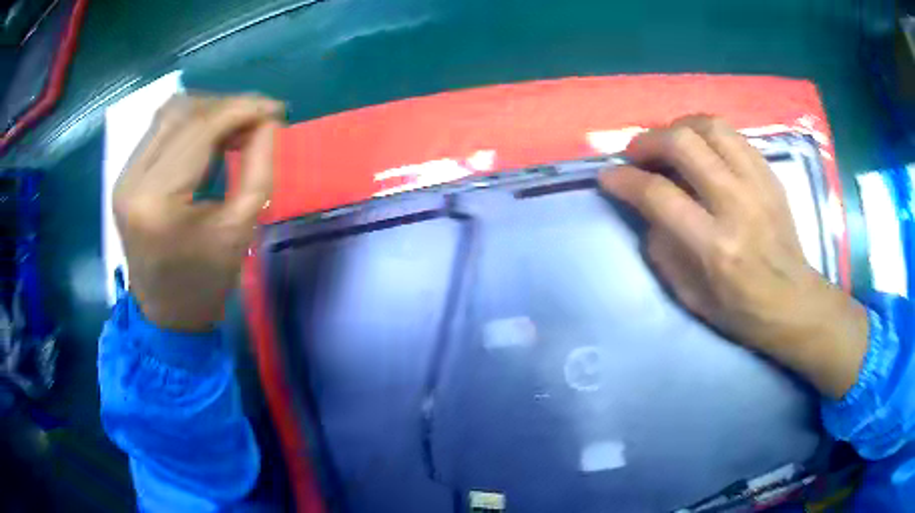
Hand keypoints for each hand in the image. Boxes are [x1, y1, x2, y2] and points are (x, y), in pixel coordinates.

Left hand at [113, 94, 283, 331]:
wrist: (167, 315)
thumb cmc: (206, 283)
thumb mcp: (241, 228)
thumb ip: (259, 167)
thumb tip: (268, 121)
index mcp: (157, 201)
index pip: (200, 130)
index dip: (242, 109)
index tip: (275, 110)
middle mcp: (132, 180)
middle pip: (182, 113)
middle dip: (227, 107)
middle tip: (258, 120)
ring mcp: (123, 177)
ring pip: (168, 115)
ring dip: (207, 112)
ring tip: (235, 127)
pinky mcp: (124, 178)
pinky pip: (159, 131)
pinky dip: (189, 125)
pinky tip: (209, 138)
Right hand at [599, 115, 867, 398]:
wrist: (792, 301)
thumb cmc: (739, 309)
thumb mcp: (690, 295)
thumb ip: (662, 247)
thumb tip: (645, 207)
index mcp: (714, 247)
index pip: (659, 195)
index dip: (625, 179)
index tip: (608, 175)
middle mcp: (736, 206)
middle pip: (684, 144)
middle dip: (648, 141)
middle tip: (637, 154)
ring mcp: (758, 185)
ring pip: (710, 127)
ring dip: (679, 127)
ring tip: (668, 143)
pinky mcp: (770, 175)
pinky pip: (733, 135)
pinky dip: (707, 133)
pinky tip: (701, 148)